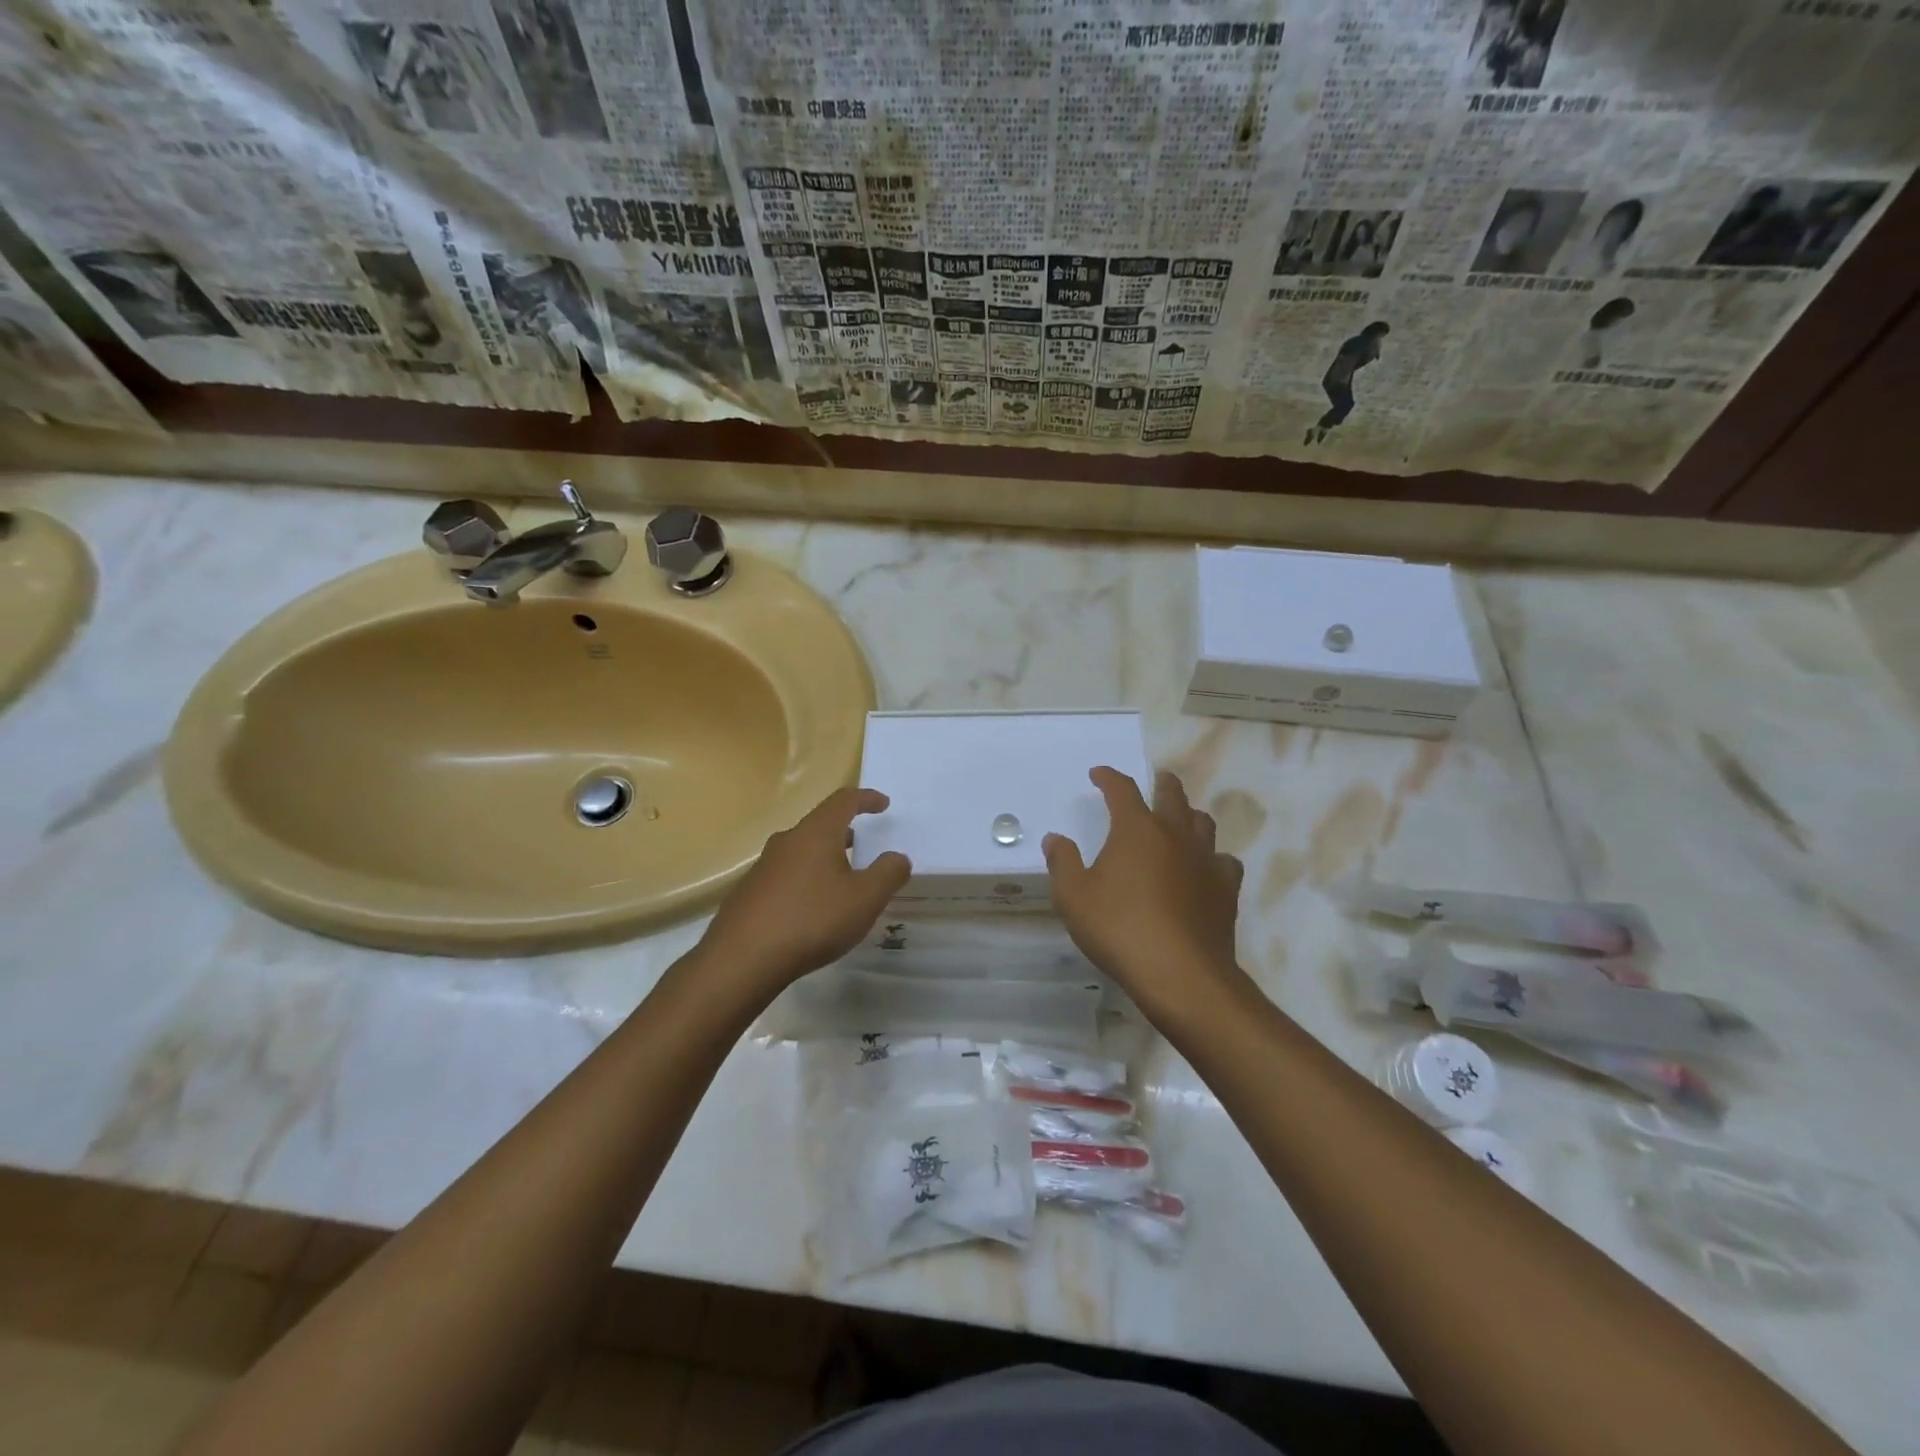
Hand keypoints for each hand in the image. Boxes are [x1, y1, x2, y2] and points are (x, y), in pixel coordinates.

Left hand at [699, 787, 909, 996]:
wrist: (742, 959)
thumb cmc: (812, 920)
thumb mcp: (865, 899)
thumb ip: (888, 873)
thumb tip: (898, 857)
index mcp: (816, 833)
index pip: (844, 801)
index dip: (866, 798)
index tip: (883, 804)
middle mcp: (787, 841)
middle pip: (820, 824)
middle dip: (844, 831)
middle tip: (863, 844)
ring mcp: (763, 866)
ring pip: (801, 851)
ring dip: (824, 857)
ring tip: (841, 879)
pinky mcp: (749, 892)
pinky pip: (786, 875)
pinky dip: (806, 879)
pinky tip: (812, 908)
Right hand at [1044, 768, 1247, 1020]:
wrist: (1180, 974)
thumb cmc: (1119, 929)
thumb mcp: (1074, 897)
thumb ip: (1063, 863)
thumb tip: (1056, 839)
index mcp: (1137, 829)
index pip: (1122, 789)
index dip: (1109, 777)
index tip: (1098, 774)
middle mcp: (1175, 834)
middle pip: (1172, 795)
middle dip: (1161, 783)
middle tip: (1155, 781)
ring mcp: (1206, 860)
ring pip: (1203, 822)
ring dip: (1189, 815)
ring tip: (1180, 820)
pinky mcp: (1226, 888)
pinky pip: (1224, 860)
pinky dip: (1213, 857)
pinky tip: (1205, 869)